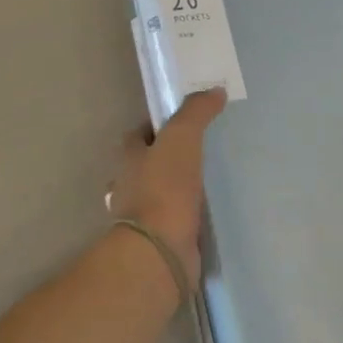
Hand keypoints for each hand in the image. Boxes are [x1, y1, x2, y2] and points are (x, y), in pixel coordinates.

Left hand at [108, 88, 226, 287]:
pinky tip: (204, 214)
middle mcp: (128, 186)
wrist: (159, 251)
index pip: (137, 135)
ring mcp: (141, 218)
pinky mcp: (158, 242)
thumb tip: (214, 91)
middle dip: (165, 159)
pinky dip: (184, 216)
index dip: (156, 126)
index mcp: (128, 159)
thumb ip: (196, 112)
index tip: (182, 122)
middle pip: (145, 165)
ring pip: (158, 195)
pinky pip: (172, 221)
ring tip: (205, 183)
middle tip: (198, 153)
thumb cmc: (164, 188)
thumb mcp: (181, 138)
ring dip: (175, 190)